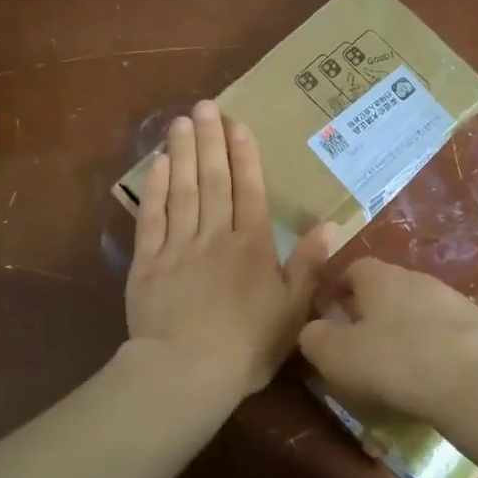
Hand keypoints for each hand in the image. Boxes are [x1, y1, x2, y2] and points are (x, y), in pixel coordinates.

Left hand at [126, 100, 333, 404]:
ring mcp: (178, 246)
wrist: (186, 372)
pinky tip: (158, 165)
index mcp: (252, 246)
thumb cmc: (248, 346)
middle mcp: (215, 235)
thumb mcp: (292, 310)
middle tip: (205, 106)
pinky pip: (152, 217)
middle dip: (210, 140)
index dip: (244, 155)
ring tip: (181, 122)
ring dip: (182, 153)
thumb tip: (330, 225)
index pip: (249, 190)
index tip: (237, 124)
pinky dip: (155, 189)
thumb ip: (308, 265)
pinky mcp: (147, 262)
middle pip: (213, 180)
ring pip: (182, 190)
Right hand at [298, 257, 477, 426]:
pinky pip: (448, 335)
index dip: (337, 291)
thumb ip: (315, 338)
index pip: (353, 269)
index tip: (329, 317)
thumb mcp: (336, 355)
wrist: (475, 384)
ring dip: (406, 332)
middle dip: (372, 313)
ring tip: (398, 368)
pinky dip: (437, 350)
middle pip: (387, 289)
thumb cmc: (395, 362)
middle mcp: (419, 279)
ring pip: (420, 311)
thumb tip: (313, 330)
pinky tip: (433, 379)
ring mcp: (455, 301)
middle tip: (360, 347)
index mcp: (381, 277)